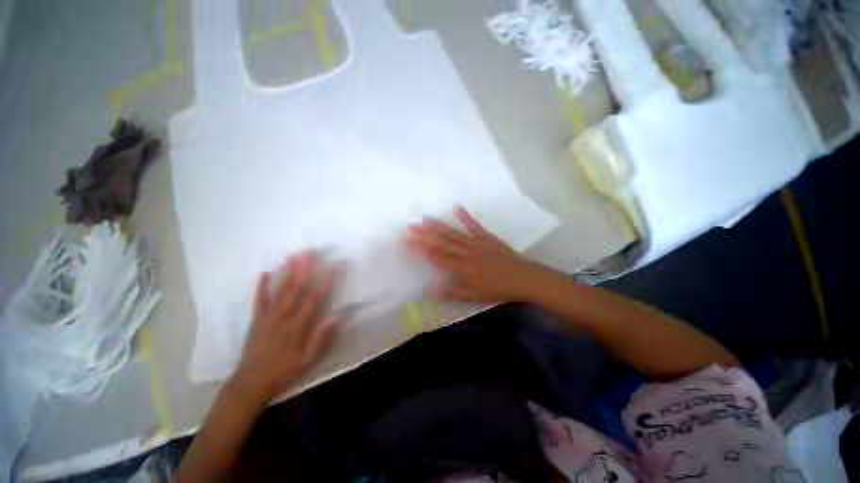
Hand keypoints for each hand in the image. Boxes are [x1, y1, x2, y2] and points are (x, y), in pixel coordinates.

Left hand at [230, 251, 338, 405]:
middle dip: (305, 268)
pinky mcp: (257, 320)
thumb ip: (321, 338)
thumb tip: (335, 317)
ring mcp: (268, 317)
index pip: (315, 299)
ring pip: (280, 290)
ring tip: (294, 255)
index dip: (325, 281)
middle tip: (310, 251)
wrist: (250, 383)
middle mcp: (284, 317)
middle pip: (297, 288)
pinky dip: (262, 286)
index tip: (333, 266)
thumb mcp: (308, 360)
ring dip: (288, 271)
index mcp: (298, 326)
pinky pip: (260, 300)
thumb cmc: (284, 371)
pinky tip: (265, 272)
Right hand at [407, 206, 549, 302]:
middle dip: (425, 235)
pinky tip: (456, 207)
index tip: (408, 242)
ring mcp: (476, 242)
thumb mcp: (473, 295)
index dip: (422, 249)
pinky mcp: (487, 237)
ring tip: (425, 218)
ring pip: (454, 233)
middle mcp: (466, 252)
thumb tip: (428, 290)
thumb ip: (450, 292)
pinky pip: (474, 225)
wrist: (522, 278)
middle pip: (442, 243)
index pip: (437, 257)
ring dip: (439, 226)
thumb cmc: (496, 289)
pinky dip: (465, 216)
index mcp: (462, 267)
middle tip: (410, 226)